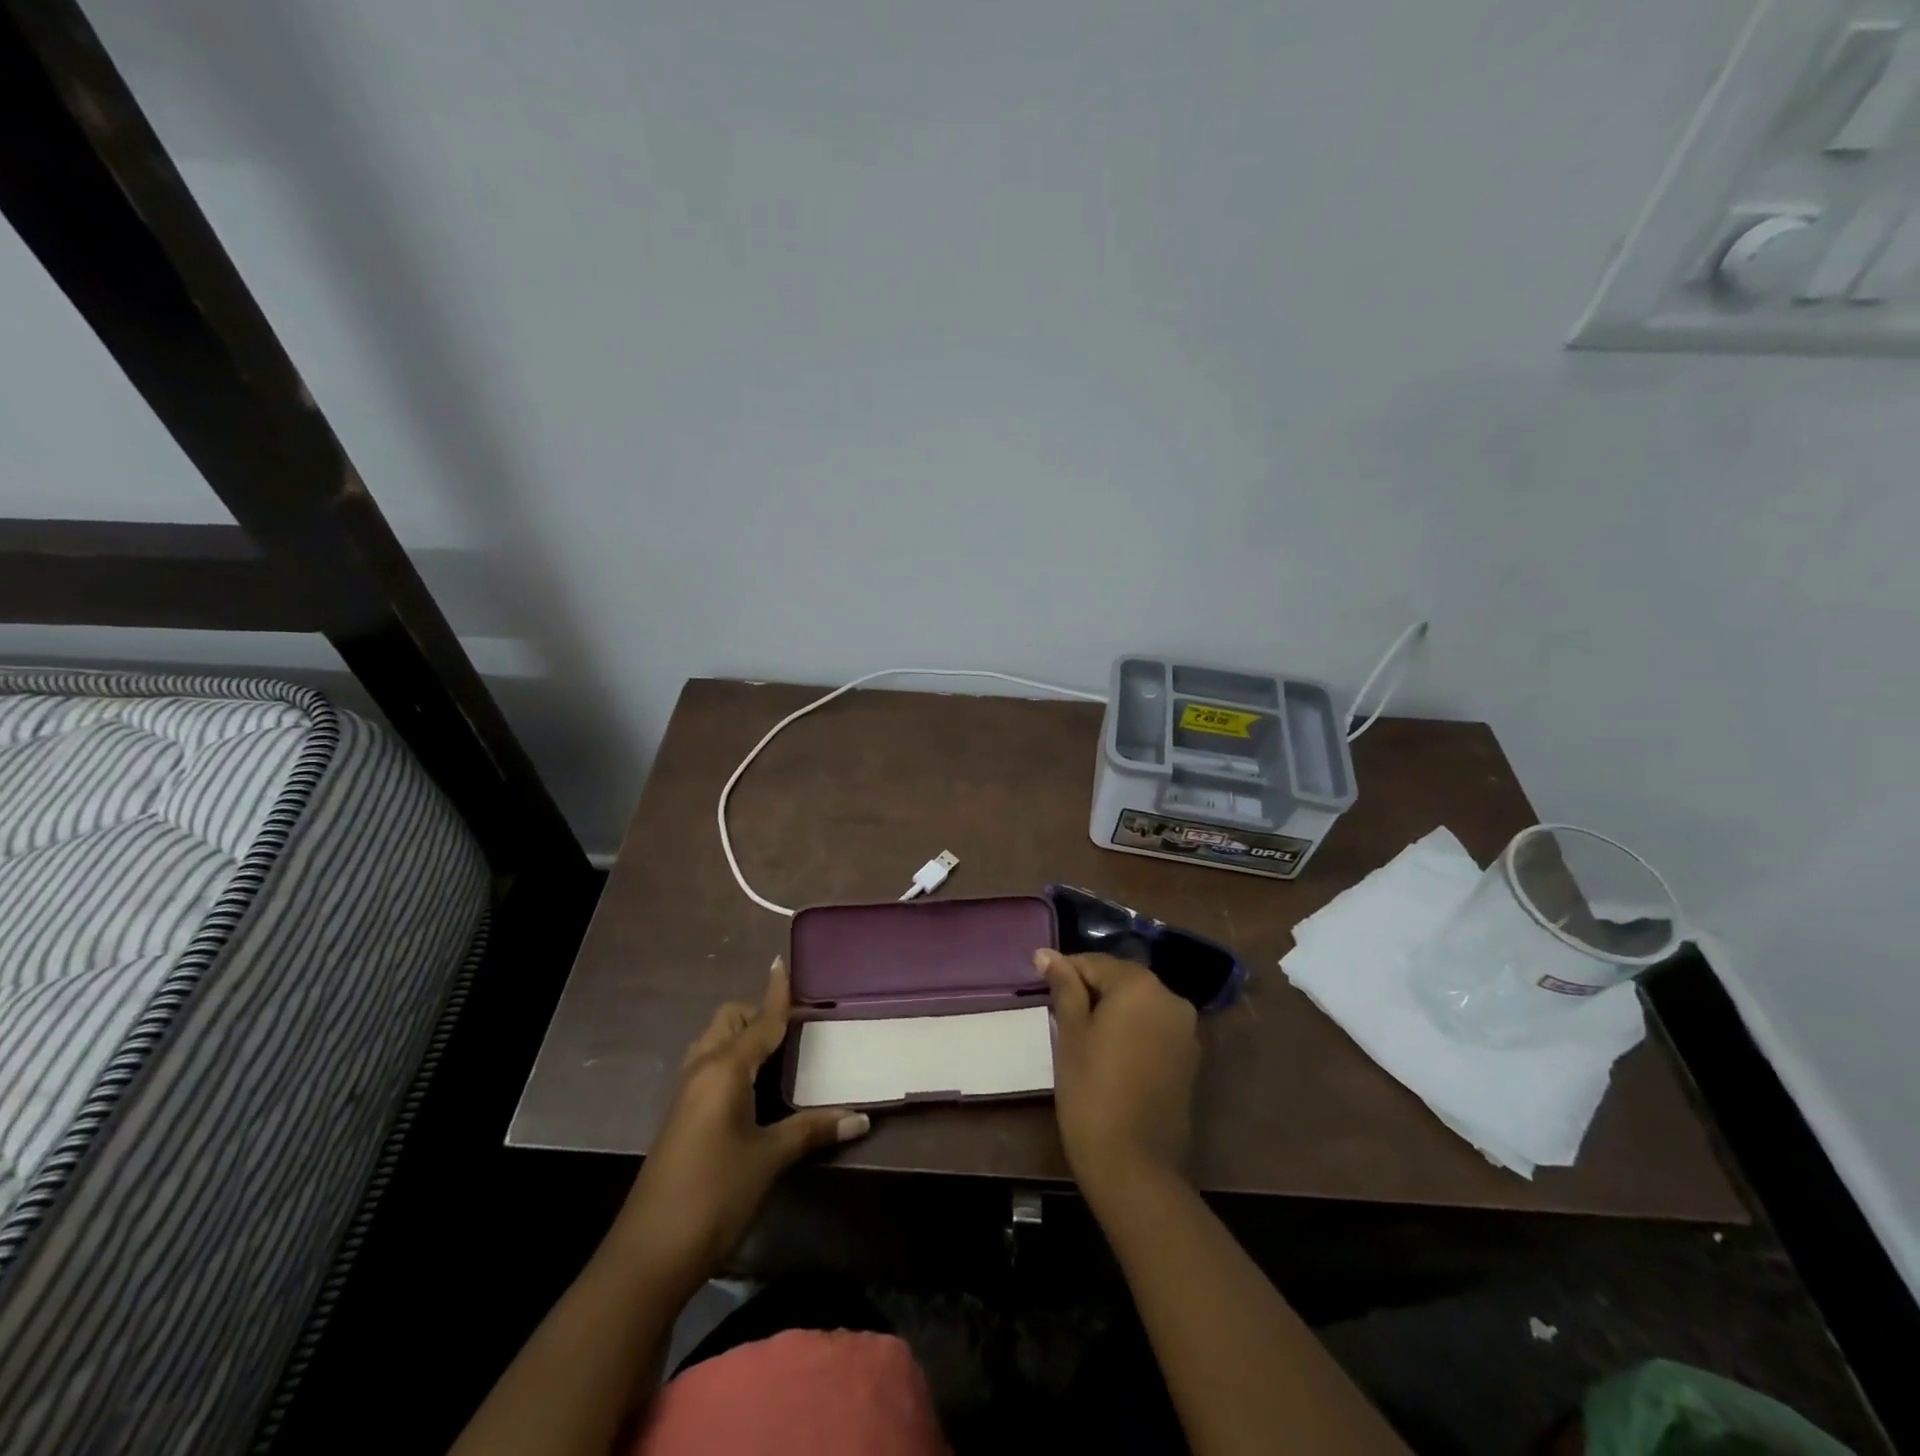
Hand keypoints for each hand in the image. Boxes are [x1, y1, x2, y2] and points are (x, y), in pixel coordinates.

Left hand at [615, 959, 868, 1294]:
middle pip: (728, 1021)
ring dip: (741, 1035)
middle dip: (757, 1013)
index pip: (759, 1020)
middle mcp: (702, 1070)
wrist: (648, 1255)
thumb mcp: (769, 1159)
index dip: (776, 993)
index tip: (783, 962)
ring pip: (714, 1042)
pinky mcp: (681, 1116)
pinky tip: (752, 1086)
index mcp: (725, 1069)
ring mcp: (686, 1094)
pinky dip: (731, 1059)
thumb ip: (813, 1130)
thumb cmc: (714, 1195)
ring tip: (776, 1051)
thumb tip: (862, 1118)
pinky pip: (708, 1066)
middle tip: (795, 1027)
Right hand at [1039, 949, 1199, 1199]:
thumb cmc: (1091, 1089)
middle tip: (1061, 1014)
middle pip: (1122, 980)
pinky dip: (1132, 1031)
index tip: (1044, 987)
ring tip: (1083, 1036)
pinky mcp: (1190, 1059)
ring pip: (1140, 1005)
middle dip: (1092, 990)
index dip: (1067, 972)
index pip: (1096, 963)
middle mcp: (1171, 998)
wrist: (1133, 1163)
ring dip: (1113, 1011)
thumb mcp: (1071, 1032)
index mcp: (1141, 985)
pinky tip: (1111, 1054)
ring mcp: (1186, 1030)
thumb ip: (1064, 986)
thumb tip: (1046, 954)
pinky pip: (1154, 1029)